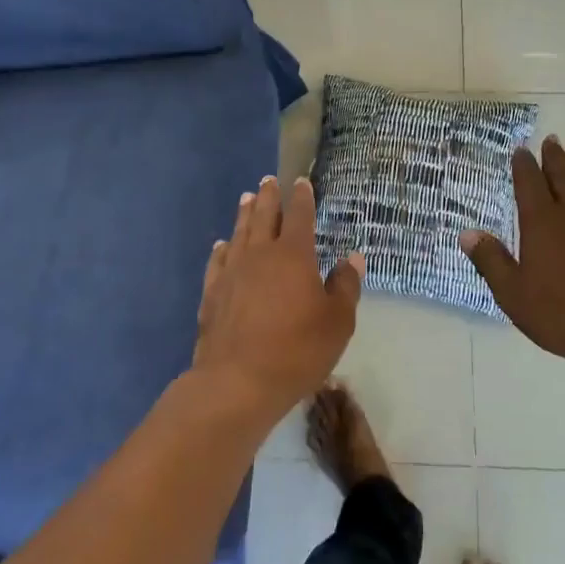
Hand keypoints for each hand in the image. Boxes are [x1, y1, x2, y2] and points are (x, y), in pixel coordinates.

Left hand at [193, 175, 362, 425]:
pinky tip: (223, 246)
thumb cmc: (297, 350)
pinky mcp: (212, 293)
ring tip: (246, 198)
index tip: (301, 182)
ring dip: (245, 214)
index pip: (299, 216)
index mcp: (294, 255)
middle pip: (264, 216)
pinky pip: (217, 261)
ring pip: (239, 233)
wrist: (237, 382)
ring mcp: (232, 272)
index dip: (302, 198)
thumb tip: (352, 258)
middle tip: (268, 181)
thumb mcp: (337, 322)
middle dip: (268, 197)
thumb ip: (346, 286)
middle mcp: (260, 254)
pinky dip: (222, 249)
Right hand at [461, 137, 564, 372]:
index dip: (523, 165)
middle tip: (551, 139)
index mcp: (541, 222)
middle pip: (562, 177)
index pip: (529, 183)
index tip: (521, 149)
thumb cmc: (561, 312)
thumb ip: (490, 260)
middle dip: (554, 157)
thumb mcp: (512, 292)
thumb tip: (467, 233)